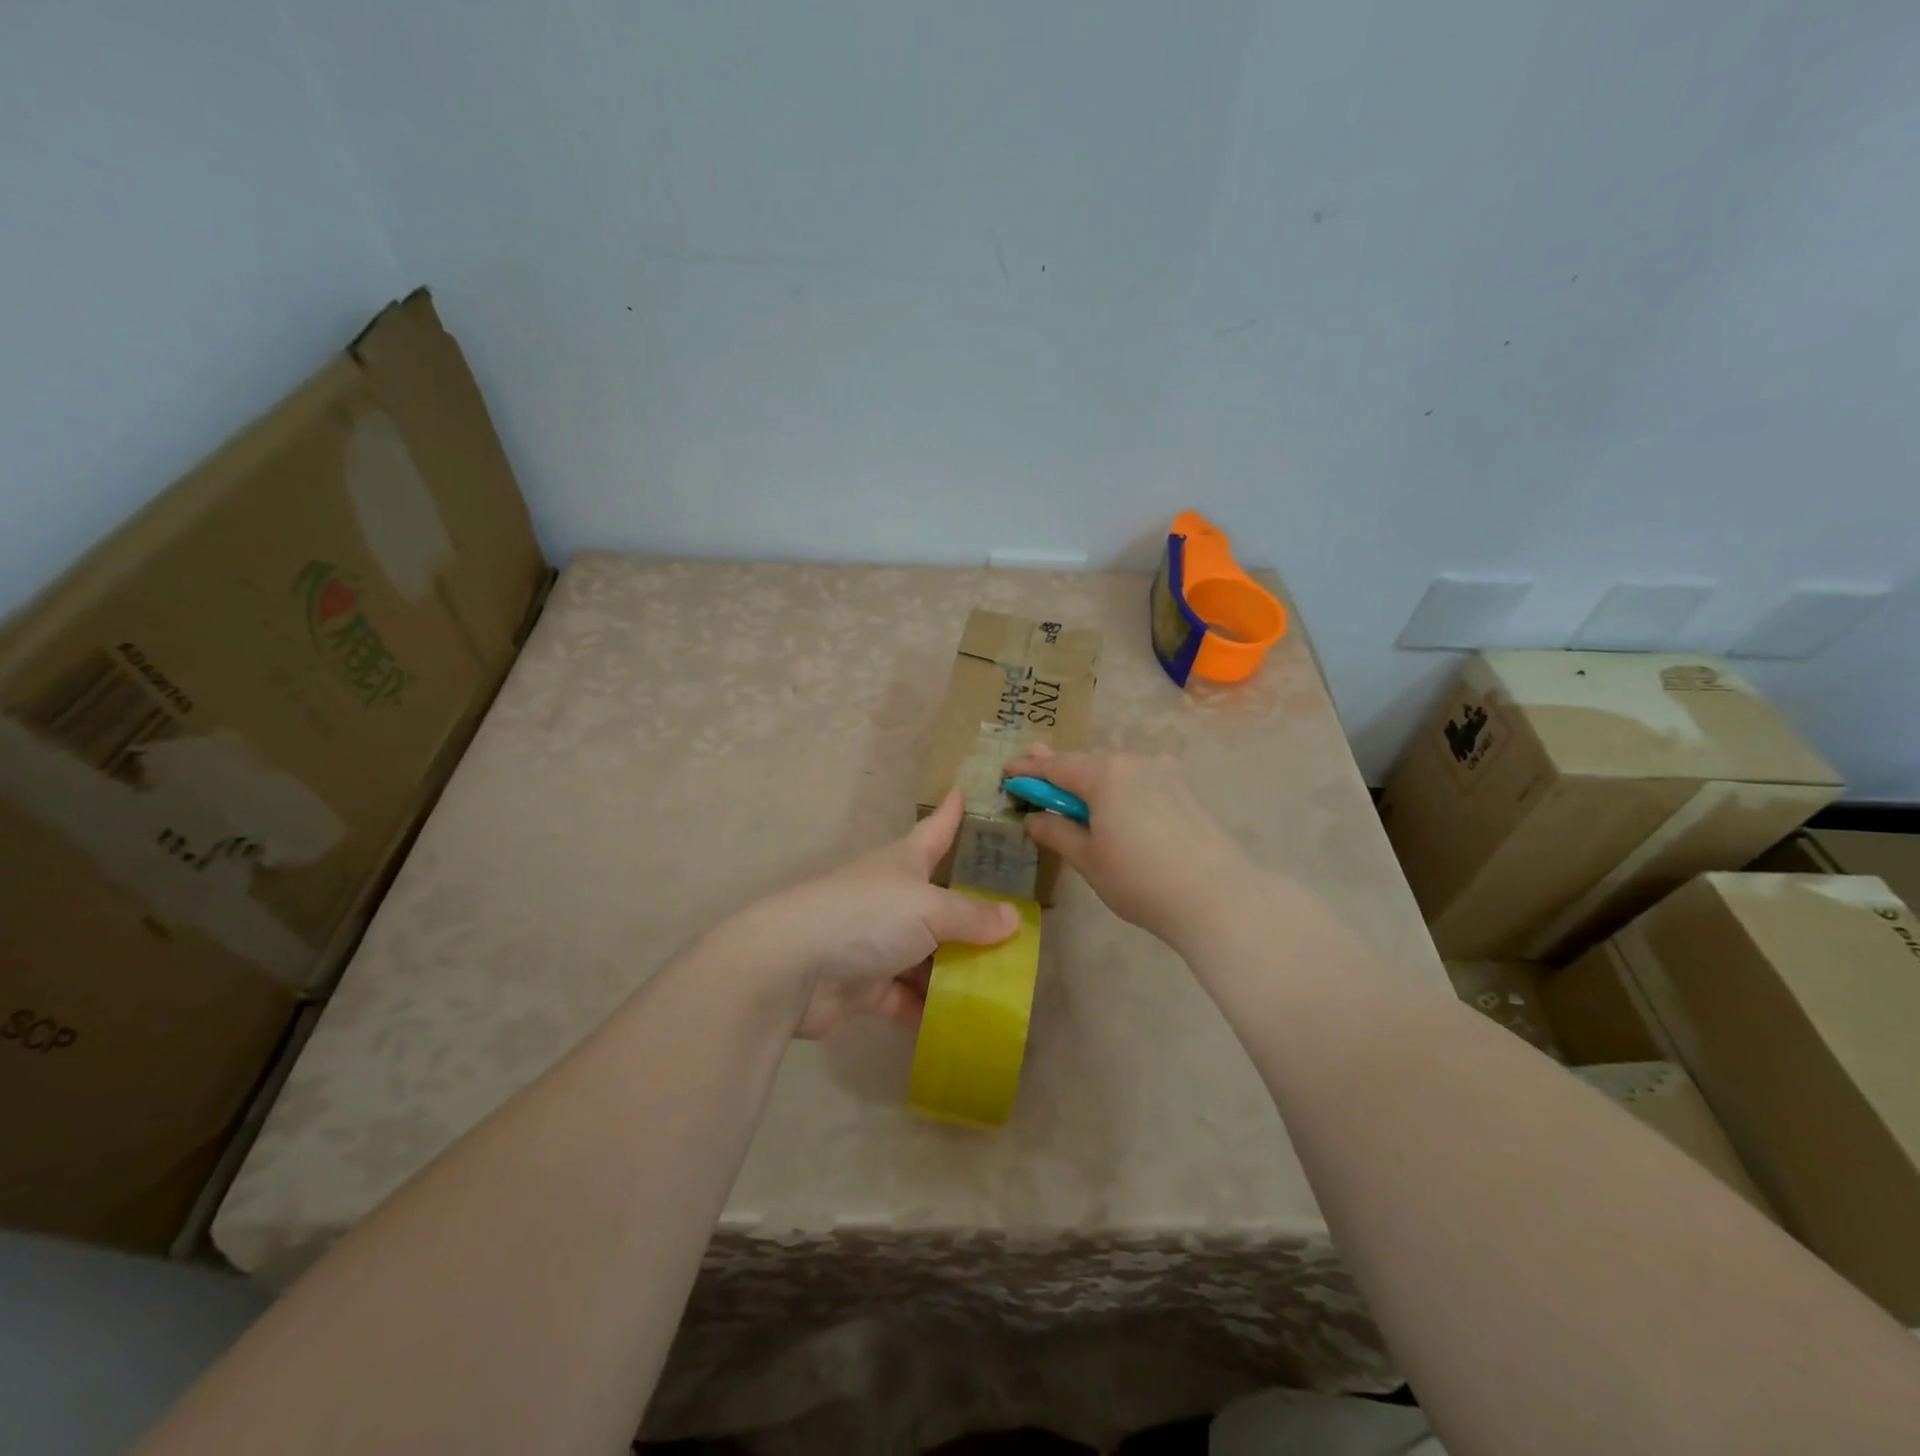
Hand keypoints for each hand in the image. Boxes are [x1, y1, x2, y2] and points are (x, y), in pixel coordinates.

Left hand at [728, 789, 1019, 1039]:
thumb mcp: (930, 909)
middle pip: (937, 903)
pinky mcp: (862, 986)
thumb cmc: (867, 917)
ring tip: (1000, 987)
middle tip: (1014, 927)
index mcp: (902, 864)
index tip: (962, 791)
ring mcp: (874, 943)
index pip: (934, 831)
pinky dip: (928, 1010)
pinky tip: (962, 1024)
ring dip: (954, 972)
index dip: (950, 814)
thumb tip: (1013, 920)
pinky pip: (904, 998)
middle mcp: (889, 898)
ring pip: (925, 956)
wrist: (793, 967)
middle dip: (970, 916)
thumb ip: (972, 917)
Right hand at [1004, 747, 1261, 951]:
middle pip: (1087, 762)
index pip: (1056, 767)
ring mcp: (1164, 774)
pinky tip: (1114, 803)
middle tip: (1035, 772)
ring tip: (1072, 790)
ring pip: (1115, 770)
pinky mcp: (1183, 791)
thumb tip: (1034, 819)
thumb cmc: (1140, 879)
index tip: (1008, 771)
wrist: (1217, 897)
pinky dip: (1117, 788)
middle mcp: (1134, 762)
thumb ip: (1057, 832)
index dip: (1029, 770)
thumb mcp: (1088, 859)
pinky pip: (1138, 780)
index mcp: (1104, 774)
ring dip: (1090, 779)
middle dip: (1060, 769)